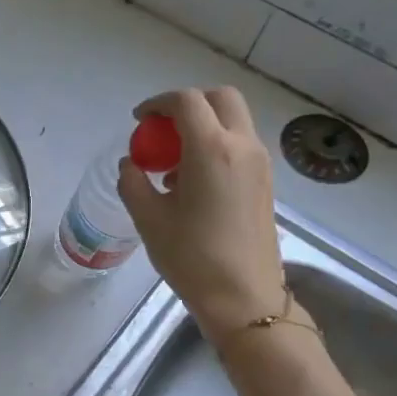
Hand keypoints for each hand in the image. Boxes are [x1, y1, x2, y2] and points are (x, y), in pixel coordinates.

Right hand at [116, 87, 286, 345]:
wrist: (243, 296)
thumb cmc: (191, 257)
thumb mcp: (148, 218)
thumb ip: (133, 182)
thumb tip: (131, 164)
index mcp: (211, 149)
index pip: (186, 101)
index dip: (158, 103)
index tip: (139, 121)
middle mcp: (242, 146)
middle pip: (220, 99)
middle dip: (188, 104)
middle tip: (161, 129)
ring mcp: (259, 163)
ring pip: (233, 121)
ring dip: (203, 126)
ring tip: (172, 161)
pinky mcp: (265, 182)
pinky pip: (239, 145)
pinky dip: (215, 146)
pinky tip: (192, 182)